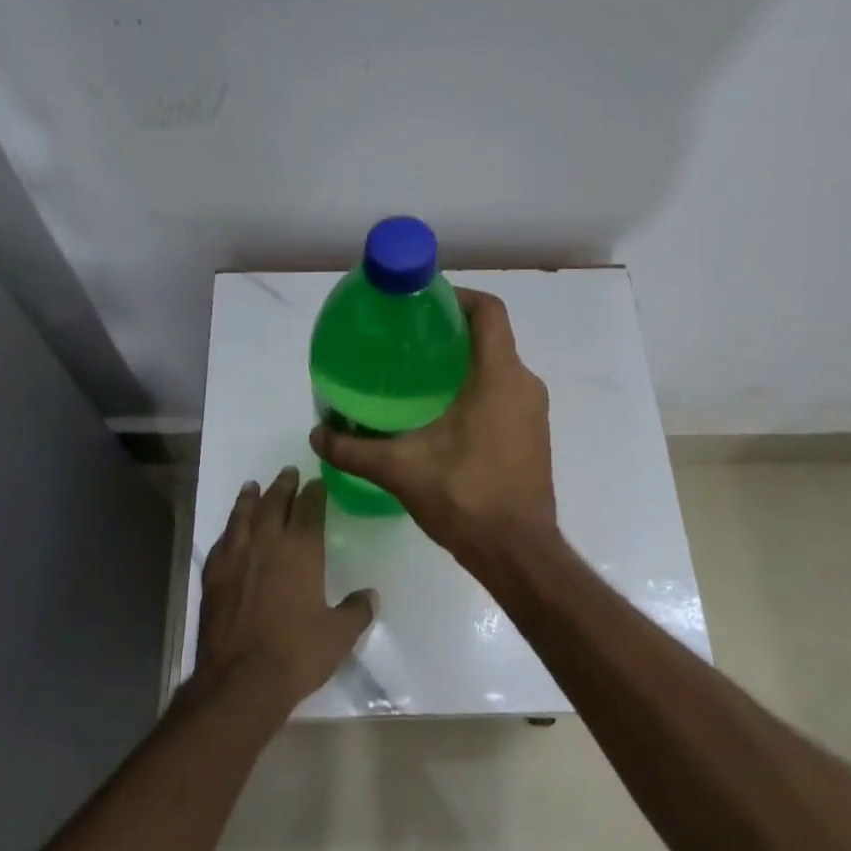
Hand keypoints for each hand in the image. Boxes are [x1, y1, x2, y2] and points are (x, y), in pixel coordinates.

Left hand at [194, 467, 377, 713]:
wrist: (240, 680)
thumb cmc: (297, 653)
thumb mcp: (339, 635)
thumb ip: (357, 610)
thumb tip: (370, 595)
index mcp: (301, 549)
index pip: (309, 508)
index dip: (314, 492)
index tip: (316, 482)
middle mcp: (267, 543)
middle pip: (274, 502)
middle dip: (283, 486)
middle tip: (288, 472)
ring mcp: (235, 557)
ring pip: (243, 516)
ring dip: (250, 498)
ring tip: (253, 486)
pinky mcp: (212, 576)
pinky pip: (221, 541)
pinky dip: (228, 529)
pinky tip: (230, 530)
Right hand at [310, 288, 556, 562]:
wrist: (519, 553)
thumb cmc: (467, 498)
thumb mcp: (401, 469)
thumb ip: (354, 450)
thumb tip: (316, 435)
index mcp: (500, 377)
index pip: (488, 311)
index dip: (457, 296)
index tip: (421, 303)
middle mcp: (524, 385)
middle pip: (491, 337)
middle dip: (450, 332)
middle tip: (406, 341)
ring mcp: (534, 412)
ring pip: (498, 368)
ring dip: (463, 364)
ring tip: (417, 376)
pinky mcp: (533, 436)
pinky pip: (504, 394)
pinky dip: (476, 390)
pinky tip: (440, 414)